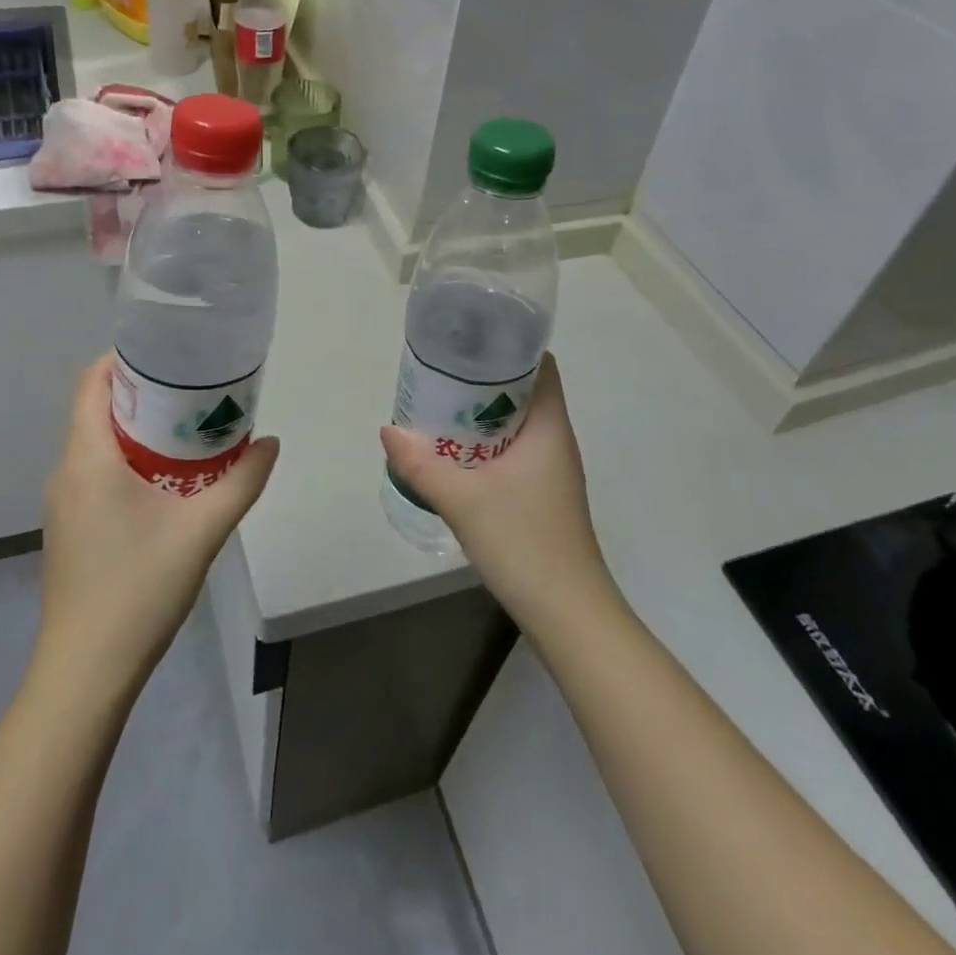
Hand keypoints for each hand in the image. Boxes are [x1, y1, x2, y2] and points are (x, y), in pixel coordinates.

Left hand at [37, 354, 278, 692]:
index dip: (125, 358)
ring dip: (139, 429)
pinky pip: (97, 474)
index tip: (170, 353)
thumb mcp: (202, 531)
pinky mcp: (71, 529)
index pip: (92, 382)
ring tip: (190, 429)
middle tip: (195, 389)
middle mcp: (67, 472)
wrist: (85, 673)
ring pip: (99, 444)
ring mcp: (64, 504)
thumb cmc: (138, 589)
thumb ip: (242, 481)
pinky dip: (130, 461)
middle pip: (98, 410)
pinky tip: (169, 482)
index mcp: (88, 458)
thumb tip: (271, 442)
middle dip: (144, 393)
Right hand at [380, 353, 616, 635]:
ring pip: (515, 424)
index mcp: (549, 427)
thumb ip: (421, 465)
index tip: (467, 341)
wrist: (567, 614)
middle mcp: (555, 440)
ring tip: (438, 407)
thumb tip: (388, 431)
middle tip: (439, 373)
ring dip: (480, 414)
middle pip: (523, 392)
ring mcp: (551, 470)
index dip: (508, 346)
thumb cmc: (524, 542)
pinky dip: (484, 444)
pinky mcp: (541, 495)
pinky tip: (453, 455)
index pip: (540, 365)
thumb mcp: (463, 500)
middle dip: (482, 379)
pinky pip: (512, 452)